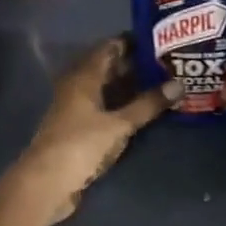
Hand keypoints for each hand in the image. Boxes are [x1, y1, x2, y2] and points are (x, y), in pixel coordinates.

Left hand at [11, 37, 178, 223]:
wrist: (46, 183)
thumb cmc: (80, 145)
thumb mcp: (119, 124)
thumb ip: (147, 105)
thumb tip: (179, 84)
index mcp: (83, 77)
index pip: (109, 48)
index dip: (133, 42)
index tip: (160, 41)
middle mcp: (77, 87)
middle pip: (108, 68)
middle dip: (135, 65)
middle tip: (168, 64)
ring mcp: (76, 109)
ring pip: (106, 90)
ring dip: (129, 87)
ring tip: (162, 84)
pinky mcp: (78, 130)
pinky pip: (104, 108)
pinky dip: (122, 106)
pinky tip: (142, 111)